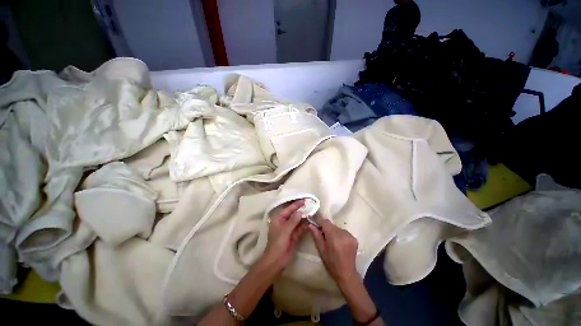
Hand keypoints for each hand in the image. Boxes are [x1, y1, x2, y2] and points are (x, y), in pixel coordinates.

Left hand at [262, 199, 308, 270]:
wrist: (277, 261)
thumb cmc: (277, 244)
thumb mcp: (285, 231)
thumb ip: (293, 221)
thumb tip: (300, 212)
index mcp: (278, 220)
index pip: (288, 210)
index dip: (295, 205)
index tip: (303, 200)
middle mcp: (284, 223)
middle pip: (293, 214)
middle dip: (300, 210)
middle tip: (309, 205)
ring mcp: (289, 230)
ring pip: (297, 221)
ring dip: (303, 218)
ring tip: (311, 212)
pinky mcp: (294, 236)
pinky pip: (300, 229)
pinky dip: (304, 226)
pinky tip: (310, 223)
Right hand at [308, 218, 358, 285]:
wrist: (346, 273)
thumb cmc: (331, 263)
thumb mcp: (321, 250)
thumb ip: (316, 235)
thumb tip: (310, 225)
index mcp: (333, 237)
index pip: (326, 222)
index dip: (321, 225)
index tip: (320, 231)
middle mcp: (343, 233)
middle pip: (332, 225)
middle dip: (328, 230)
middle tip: (327, 240)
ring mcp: (350, 236)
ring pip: (338, 228)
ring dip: (335, 233)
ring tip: (334, 243)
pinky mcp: (354, 238)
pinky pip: (344, 232)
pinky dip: (341, 236)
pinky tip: (341, 245)